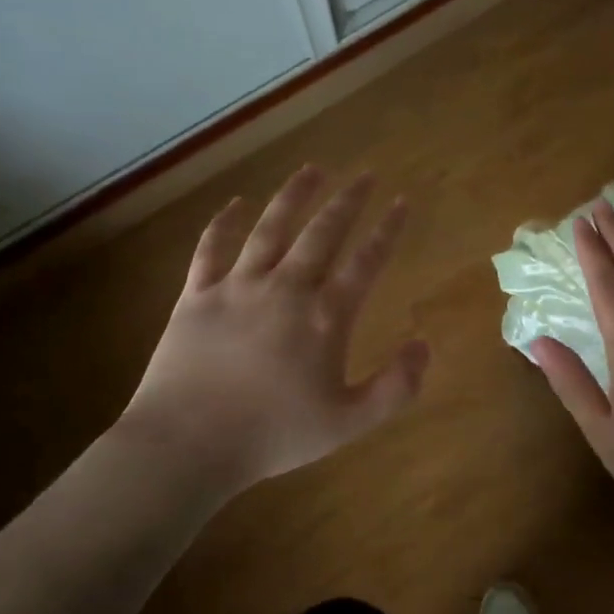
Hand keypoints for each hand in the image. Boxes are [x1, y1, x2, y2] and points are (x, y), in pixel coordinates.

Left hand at [123, 167, 429, 500]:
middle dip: (347, 201)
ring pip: (271, 228)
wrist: (190, 442)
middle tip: (364, 174)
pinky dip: (224, 222)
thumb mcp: (349, 423)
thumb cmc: (274, 436)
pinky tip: (236, 203)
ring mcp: (238, 286)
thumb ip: (395, 386)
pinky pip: (211, 248)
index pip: (365, 262)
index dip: (387, 230)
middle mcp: (285, 288)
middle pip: (322, 233)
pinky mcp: (197, 295)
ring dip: (294, 196)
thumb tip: (423, 345)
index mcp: (325, 317)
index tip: (400, 202)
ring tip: (312, 170)